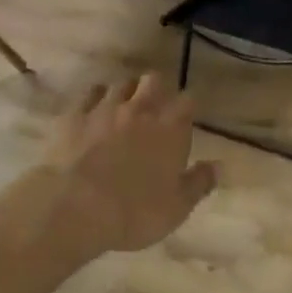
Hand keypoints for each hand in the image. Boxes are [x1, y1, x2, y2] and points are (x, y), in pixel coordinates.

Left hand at [43, 73, 217, 255]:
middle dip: (156, 89)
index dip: (186, 107)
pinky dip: (95, 99)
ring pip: (120, 84)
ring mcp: (105, 109)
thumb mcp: (176, 208)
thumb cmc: (133, 212)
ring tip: (123, 107)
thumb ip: (199, 183)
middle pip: (153, 80)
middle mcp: (140, 110)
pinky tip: (93, 112)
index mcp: (169, 129)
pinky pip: (89, 94)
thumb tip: (217, 166)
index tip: (184, 117)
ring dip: (125, 92)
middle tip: (153, 107)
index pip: (186, 101)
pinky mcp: (74, 115)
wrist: (74, 207)